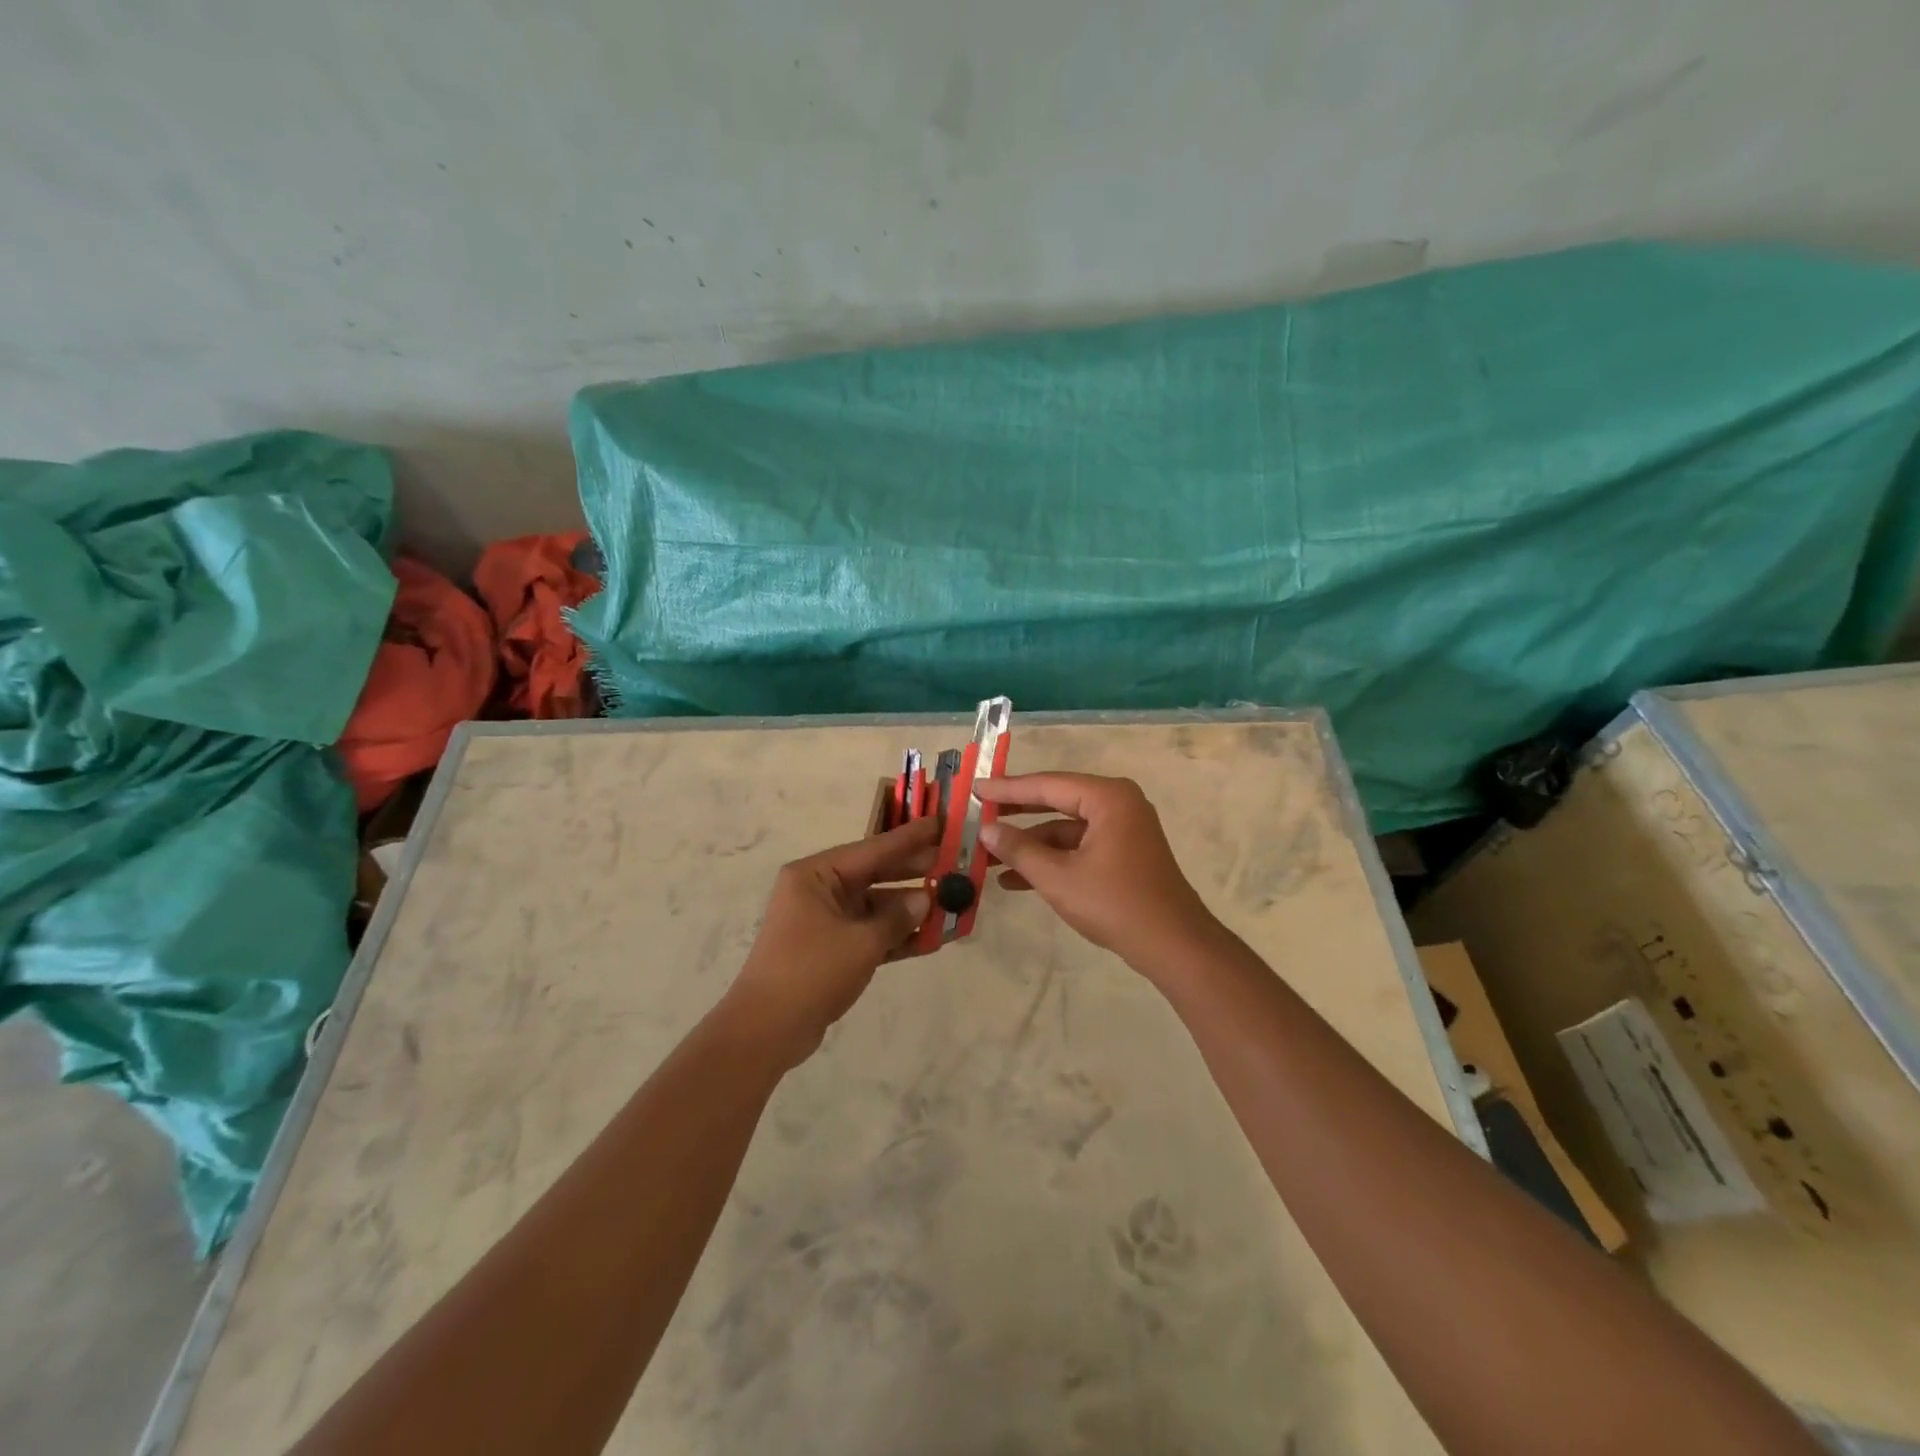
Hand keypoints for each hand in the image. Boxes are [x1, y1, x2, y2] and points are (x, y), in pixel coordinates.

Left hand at [725, 816, 938, 1068]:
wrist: (765, 1031)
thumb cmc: (810, 973)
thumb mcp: (861, 943)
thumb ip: (897, 919)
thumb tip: (926, 901)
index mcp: (815, 875)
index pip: (873, 849)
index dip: (911, 837)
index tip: (942, 823)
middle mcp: (818, 890)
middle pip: (876, 873)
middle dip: (915, 871)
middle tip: (955, 862)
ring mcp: (824, 920)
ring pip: (876, 905)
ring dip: (910, 909)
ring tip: (953, 902)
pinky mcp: (830, 949)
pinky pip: (870, 933)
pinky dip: (896, 936)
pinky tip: (932, 938)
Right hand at [976, 773, 1223, 974]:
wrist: (1173, 945)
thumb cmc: (1115, 904)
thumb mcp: (1058, 877)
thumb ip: (1020, 850)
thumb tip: (987, 831)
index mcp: (1108, 798)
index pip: (1047, 785)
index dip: (1007, 789)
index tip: (975, 788)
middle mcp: (1118, 804)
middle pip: (1056, 800)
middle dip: (1016, 812)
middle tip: (979, 812)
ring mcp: (1123, 829)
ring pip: (1065, 828)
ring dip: (1030, 843)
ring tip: (988, 856)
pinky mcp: (1123, 853)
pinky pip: (1079, 846)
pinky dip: (1051, 859)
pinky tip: (1016, 879)